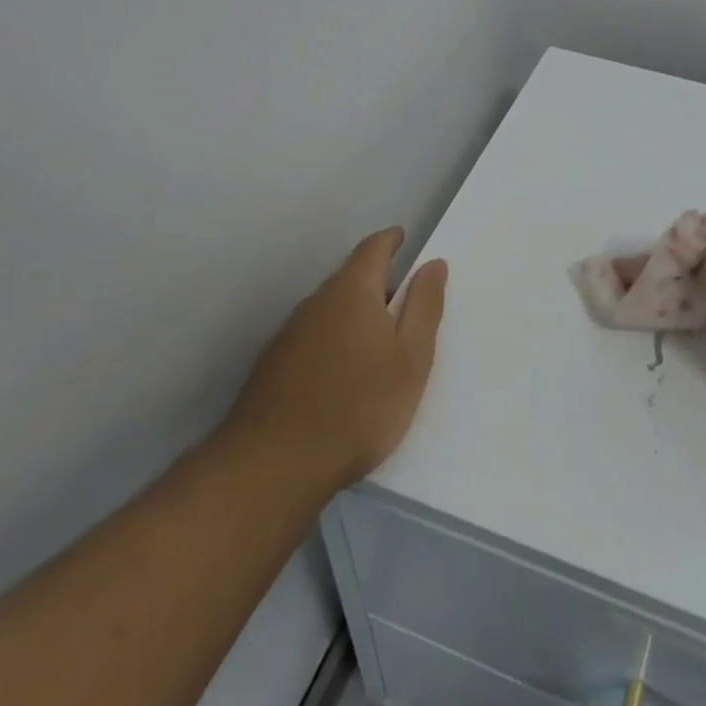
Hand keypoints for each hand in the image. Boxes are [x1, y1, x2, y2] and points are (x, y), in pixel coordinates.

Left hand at [228, 227, 446, 493]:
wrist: (275, 465)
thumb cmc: (360, 405)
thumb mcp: (412, 357)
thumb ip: (425, 306)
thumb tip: (433, 264)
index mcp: (352, 291)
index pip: (373, 248)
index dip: (391, 241)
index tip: (404, 240)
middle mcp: (316, 302)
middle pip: (350, 279)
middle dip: (377, 284)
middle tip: (404, 306)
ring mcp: (289, 334)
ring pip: (330, 310)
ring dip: (354, 316)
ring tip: (377, 347)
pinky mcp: (273, 366)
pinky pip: (313, 338)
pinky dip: (333, 343)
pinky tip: (343, 377)